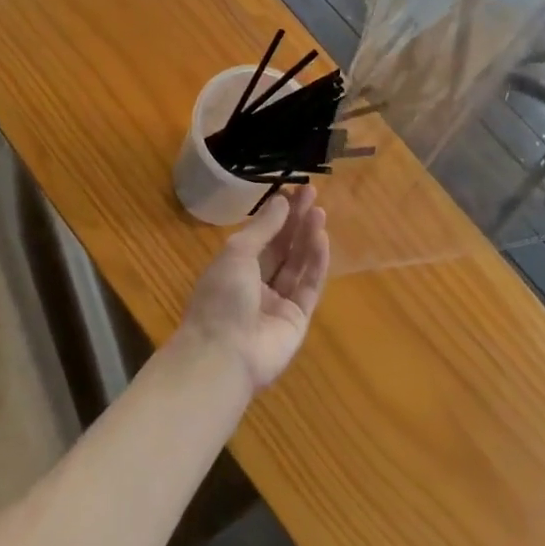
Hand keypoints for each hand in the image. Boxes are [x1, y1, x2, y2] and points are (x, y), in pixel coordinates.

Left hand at [176, 185, 329, 391]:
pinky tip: (322, 239)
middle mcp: (257, 284)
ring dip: (308, 237)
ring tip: (320, 211)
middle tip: (313, 193)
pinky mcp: (297, 319)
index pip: (262, 235)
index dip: (278, 213)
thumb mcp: (237, 253)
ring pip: (297, 264)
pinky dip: (317, 262)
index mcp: (236, 268)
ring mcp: (278, 303)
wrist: (224, 355)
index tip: (294, 190)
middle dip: (297, 220)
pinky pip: (309, 286)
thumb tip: (282, 201)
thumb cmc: (221, 297)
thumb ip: (263, 227)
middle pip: (282, 247)